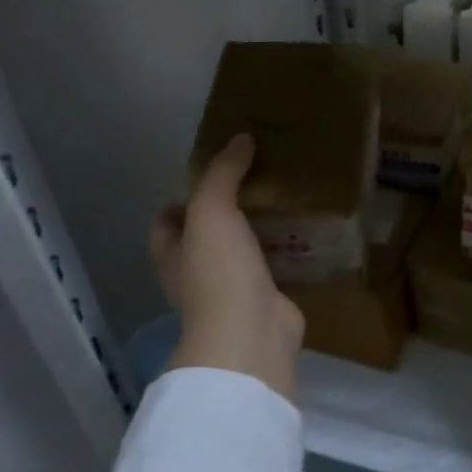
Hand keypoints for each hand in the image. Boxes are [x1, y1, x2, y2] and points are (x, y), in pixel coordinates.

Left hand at [150, 133, 304, 401]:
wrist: (251, 332)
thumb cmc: (218, 271)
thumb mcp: (212, 211)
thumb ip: (223, 174)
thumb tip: (240, 138)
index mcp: (173, 253)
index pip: (166, 221)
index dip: (180, 199)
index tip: (211, 176)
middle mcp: (197, 272)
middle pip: (205, 236)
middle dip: (224, 212)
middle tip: (254, 182)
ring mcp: (231, 290)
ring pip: (241, 252)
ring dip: (257, 232)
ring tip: (283, 200)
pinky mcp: (264, 299)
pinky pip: (273, 268)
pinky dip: (285, 252)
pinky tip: (305, 231)